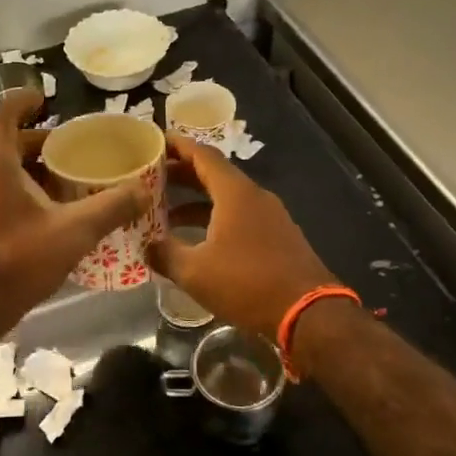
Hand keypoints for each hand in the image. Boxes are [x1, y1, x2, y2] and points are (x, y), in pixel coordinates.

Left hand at [0, 93, 143, 342]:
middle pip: (2, 144)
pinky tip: (41, 217)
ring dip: (27, 169)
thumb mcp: (74, 233)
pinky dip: (15, 191)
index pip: (1, 115)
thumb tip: (144, 190)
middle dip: (36, 142)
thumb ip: (112, 207)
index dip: (21, 101)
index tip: (44, 99)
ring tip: (62, 183)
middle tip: (68, 150)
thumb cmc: (17, 262)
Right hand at [148, 136, 337, 340]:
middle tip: (152, 179)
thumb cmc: (247, 283)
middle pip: (214, 174)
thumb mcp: (195, 272)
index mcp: (235, 193)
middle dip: (182, 174)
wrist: (308, 313)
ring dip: (197, 201)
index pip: (203, 155)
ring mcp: (270, 215)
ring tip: (166, 214)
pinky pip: (240, 216)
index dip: (178, 146)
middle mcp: (254, 196)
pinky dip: (215, 218)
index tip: (155, 142)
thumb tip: (147, 246)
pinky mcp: (278, 236)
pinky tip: (198, 239)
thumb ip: (166, 254)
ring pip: (227, 197)